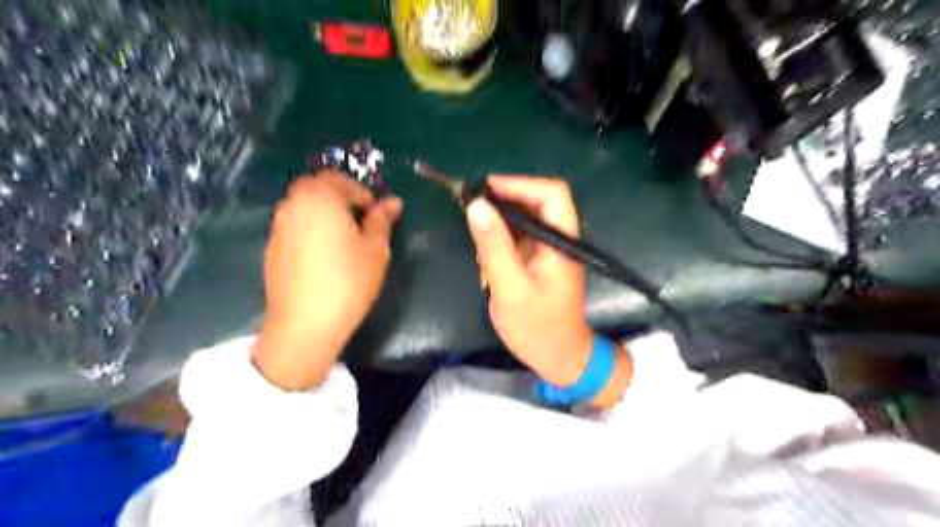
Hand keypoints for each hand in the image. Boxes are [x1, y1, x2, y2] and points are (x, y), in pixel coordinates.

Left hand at [251, 173, 401, 391]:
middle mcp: (292, 206)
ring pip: (302, 208)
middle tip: (360, 222)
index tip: (374, 214)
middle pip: (315, 189)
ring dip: (323, 213)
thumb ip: (382, 221)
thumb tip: (393, 202)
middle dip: (339, 198)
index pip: (338, 180)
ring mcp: (278, 229)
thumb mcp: (375, 250)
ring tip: (343, 240)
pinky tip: (323, 257)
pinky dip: (310, 230)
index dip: (360, 192)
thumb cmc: (348, 281)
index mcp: (319, 199)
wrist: (305, 324)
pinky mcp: (271, 250)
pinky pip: (293, 228)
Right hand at [466, 176, 588, 384]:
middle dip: (503, 205)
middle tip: (471, 213)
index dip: (520, 184)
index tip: (485, 190)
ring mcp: (549, 251)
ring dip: (498, 229)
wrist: (558, 358)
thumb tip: (476, 205)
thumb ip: (494, 246)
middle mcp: (558, 239)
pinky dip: (499, 246)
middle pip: (535, 203)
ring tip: (479, 250)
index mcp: (561, 241)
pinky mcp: (539, 262)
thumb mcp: (510, 287)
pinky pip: (518, 241)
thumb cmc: (537, 327)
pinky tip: (487, 266)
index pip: (551, 194)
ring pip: (523, 221)